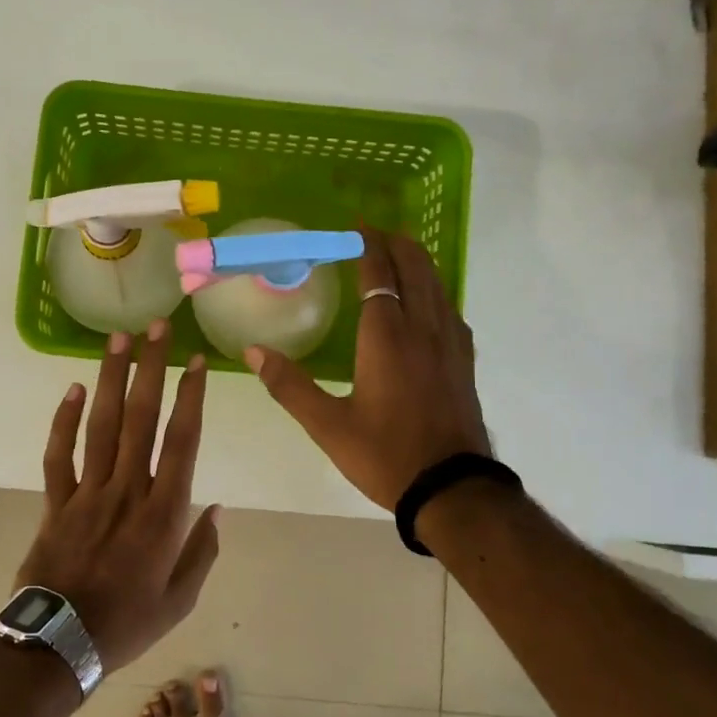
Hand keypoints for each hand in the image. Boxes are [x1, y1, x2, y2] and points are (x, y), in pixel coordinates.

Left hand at [17, 321, 219, 671]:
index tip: (197, 361)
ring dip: (110, 379)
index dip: (191, 397)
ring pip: (101, 425)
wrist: (59, 644)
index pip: (181, 441)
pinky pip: (58, 455)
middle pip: (140, 418)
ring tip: (117, 340)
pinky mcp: (55, 502)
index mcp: (163, 513)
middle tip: (155, 328)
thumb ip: (202, 551)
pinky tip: (72, 389)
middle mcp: (127, 491)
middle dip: (150, 368)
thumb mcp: (180, 598)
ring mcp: (87, 493)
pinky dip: (63, 421)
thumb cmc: (127, 622)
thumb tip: (216, 507)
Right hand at [245, 227, 490, 510]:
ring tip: (398, 255)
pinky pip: (449, 309)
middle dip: (396, 243)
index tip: (355, 227)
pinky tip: (426, 302)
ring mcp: (450, 343)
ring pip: (437, 285)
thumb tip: (252, 352)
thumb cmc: (386, 455)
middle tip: (374, 234)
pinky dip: (434, 290)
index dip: (368, 246)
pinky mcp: (464, 361)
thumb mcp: (328, 426)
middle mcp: (422, 329)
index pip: (379, 274)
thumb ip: (289, 386)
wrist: (452, 489)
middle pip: (415, 268)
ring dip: (417, 262)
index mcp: (386, 338)